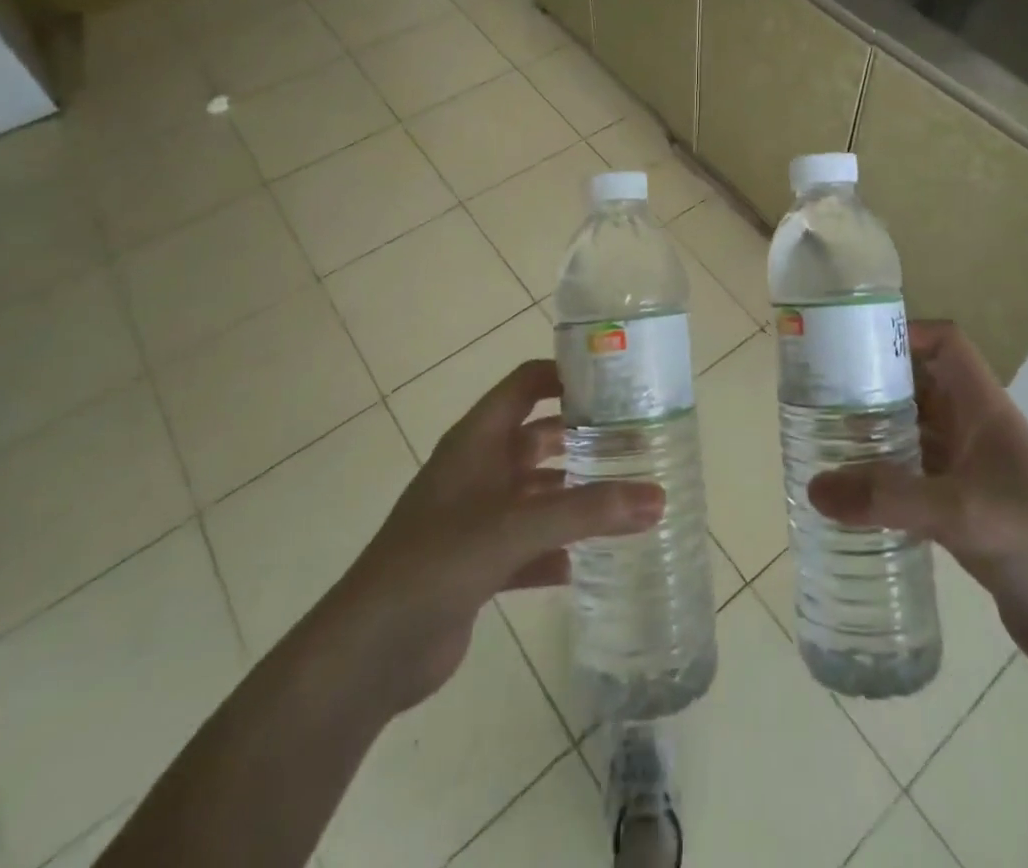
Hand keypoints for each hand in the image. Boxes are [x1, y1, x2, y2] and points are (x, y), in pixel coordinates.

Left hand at [341, 360, 662, 713]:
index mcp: (477, 440)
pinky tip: (590, 562)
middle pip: (539, 438)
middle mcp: (478, 470)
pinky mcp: (478, 564)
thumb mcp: (515, 527)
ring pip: (538, 494)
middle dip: (583, 439)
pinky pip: (530, 546)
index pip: (526, 384)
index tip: (617, 382)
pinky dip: (558, 550)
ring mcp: (477, 518)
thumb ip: (587, 511)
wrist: (369, 652)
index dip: (566, 375)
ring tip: (628, 499)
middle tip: (637, 443)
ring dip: (575, 497)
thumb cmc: (438, 562)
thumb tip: (658, 497)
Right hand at [808, 320, 1027, 683]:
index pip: (946, 345)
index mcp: (985, 411)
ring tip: (821, 440)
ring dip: (874, 434)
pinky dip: (883, 481)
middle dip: (874, 384)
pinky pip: (914, 481)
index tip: (853, 345)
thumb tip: (814, 487)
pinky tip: (850, 497)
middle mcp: (976, 433)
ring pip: (914, 435)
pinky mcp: (965, 516)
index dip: (906, 333)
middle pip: (920, 387)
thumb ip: (890, 498)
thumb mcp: (966, 514)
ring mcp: (971, 476)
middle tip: (818, 395)